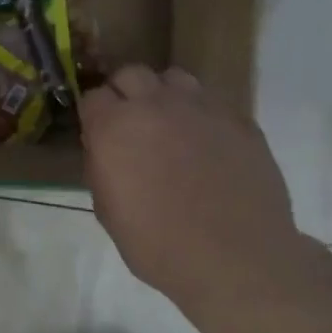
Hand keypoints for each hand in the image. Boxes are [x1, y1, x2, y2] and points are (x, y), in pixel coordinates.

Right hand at [81, 66, 306, 318]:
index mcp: (115, 127)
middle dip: (126, 94)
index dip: (95, 116)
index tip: (100, 136)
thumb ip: (102, 169)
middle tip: (132, 126)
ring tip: (171, 127)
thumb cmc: (159, 246)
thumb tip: (105, 150)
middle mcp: (155, 105)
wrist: (236, 259)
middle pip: (131, 74)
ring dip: (165, 96)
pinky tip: (208, 146)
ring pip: (174, 78)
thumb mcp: (109, 214)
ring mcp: (201, 107)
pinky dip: (202, 116)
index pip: (93, 97)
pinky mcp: (238, 119)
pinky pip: (212, 103)